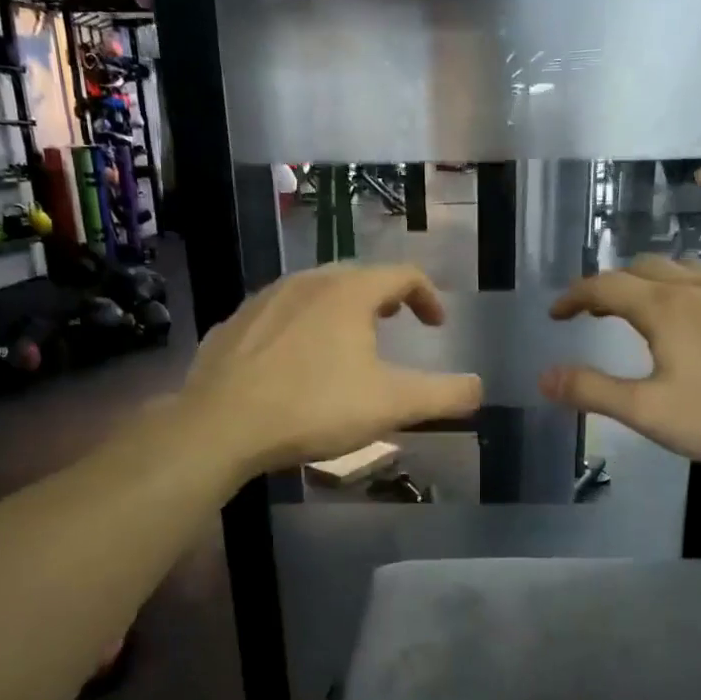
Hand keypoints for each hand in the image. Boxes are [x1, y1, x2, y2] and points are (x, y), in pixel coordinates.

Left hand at [183, 264, 483, 476]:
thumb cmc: (314, 407)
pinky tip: (294, 363)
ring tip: (346, 344)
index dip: (427, 296)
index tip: (436, 324)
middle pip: (356, 278)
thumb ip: (444, 395)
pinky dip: (300, 329)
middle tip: (394, 325)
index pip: (402, 275)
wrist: (221, 425)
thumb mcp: (391, 405)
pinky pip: (278, 316)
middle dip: (383, 299)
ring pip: (313, 294)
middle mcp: (306, 282)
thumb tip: (479, 388)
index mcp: (349, 292)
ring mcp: (263, 300)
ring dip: (339, 312)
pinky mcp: (233, 325)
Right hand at [540, 256, 700, 468]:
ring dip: (652, 281)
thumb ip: (593, 391)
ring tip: (642, 303)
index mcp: (663, 307)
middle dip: (611, 285)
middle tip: (593, 311)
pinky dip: (694, 288)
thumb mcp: (648, 411)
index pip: (604, 286)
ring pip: (683, 268)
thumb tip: (545, 376)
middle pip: (642, 269)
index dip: (574, 297)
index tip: (556, 314)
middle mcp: (697, 287)